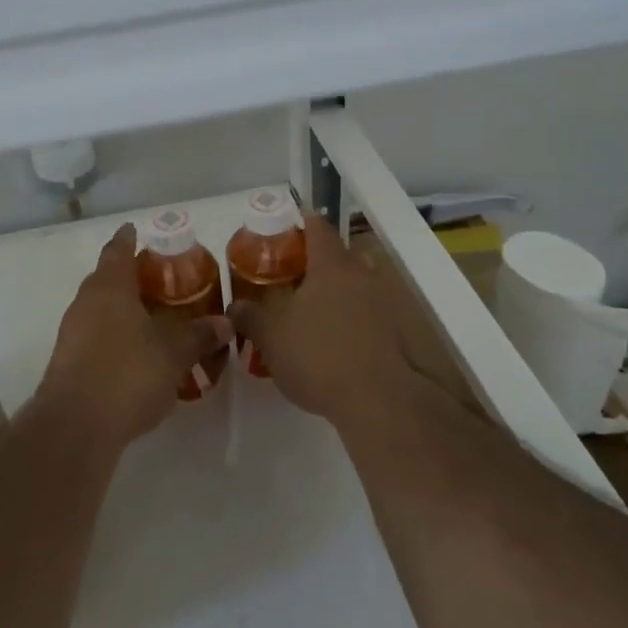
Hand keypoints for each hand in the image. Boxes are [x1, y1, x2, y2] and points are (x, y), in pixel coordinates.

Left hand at [40, 224, 234, 448]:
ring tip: (155, 318)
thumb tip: (225, 322)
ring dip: (124, 309)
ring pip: (101, 309)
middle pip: (108, 278)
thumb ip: (199, 335)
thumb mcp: (173, 353)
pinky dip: (116, 336)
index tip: (137, 230)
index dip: (128, 238)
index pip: (117, 249)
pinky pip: (96, 336)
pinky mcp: (69, 362)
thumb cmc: (127, 373)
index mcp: (109, 286)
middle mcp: (86, 302)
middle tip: (161, 279)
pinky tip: (138, 355)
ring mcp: (72, 333)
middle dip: (132, 277)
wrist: (75, 427)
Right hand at [227, 214, 407, 430]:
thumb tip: (234, 306)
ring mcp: (383, 302)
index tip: (277, 236)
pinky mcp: (394, 331)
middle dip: (312, 262)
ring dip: (332, 291)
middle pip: (337, 254)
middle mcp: (361, 274)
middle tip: (285, 278)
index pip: (316, 225)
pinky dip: (348, 316)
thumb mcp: (271, 337)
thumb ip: (250, 316)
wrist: (379, 402)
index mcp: (331, 264)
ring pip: (353, 283)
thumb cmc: (320, 356)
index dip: (296, 224)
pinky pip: (365, 311)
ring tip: (306, 311)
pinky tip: (329, 340)